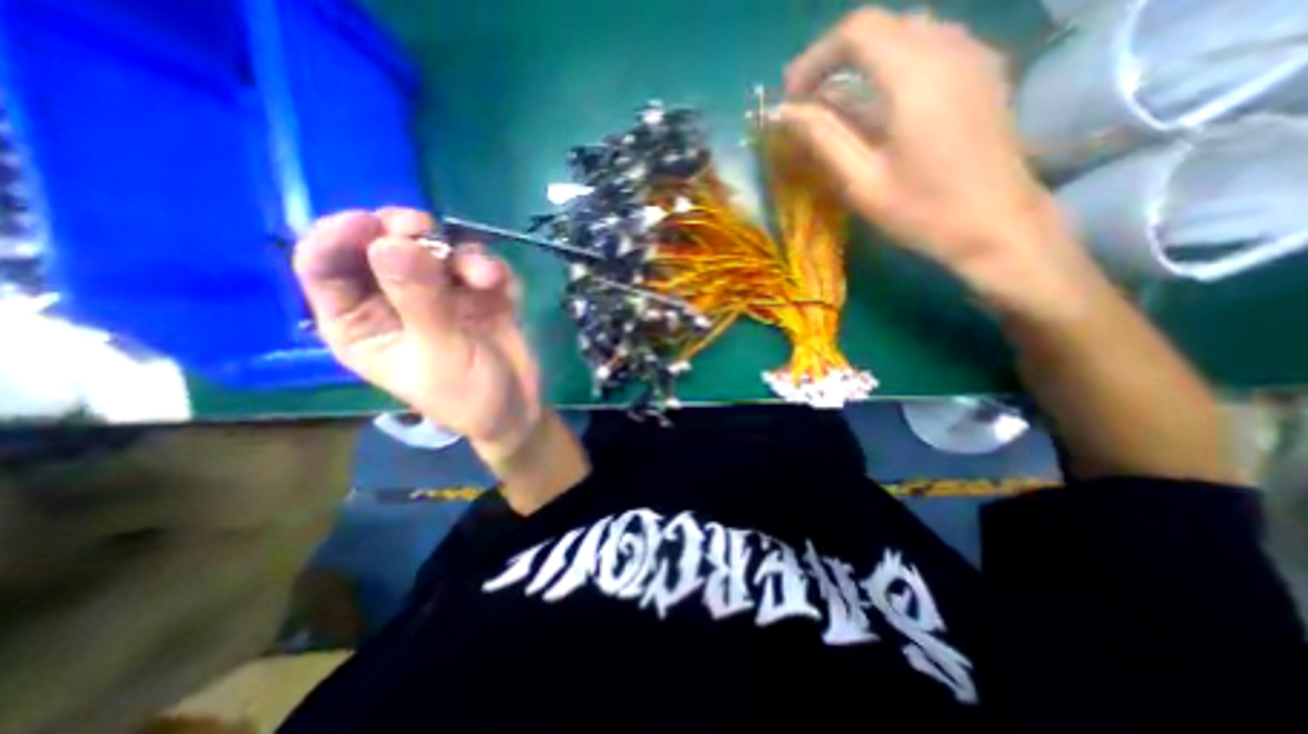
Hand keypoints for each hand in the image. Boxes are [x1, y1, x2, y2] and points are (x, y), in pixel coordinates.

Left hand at [295, 205, 541, 462]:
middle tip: (427, 231)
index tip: (371, 224)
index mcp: (360, 322)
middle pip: (380, 245)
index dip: (338, 236)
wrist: (518, 408)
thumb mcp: (440, 354)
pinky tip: (500, 284)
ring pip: (435, 249)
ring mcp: (439, 294)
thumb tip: (391, 243)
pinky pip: (477, 263)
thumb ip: (420, 301)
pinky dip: (489, 267)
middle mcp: (393, 301)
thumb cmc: (468, 395)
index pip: (325, 267)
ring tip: (485, 277)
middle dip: (405, 234)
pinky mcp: (476, 292)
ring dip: (460, 255)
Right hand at [774, 8, 1093, 310]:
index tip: (792, 97)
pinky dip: (894, 63)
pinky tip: (882, 101)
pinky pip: (932, 45)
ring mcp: (974, 55)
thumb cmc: (922, 211)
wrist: (997, 225)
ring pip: (907, 31)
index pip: (856, 31)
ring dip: (864, 60)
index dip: (815, 58)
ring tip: (838, 101)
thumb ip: (822, 138)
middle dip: (835, 58)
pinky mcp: (984, 71)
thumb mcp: (861, 181)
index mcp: (915, 76)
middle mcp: (949, 49)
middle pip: (881, 26)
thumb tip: (782, 113)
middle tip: (808, 101)